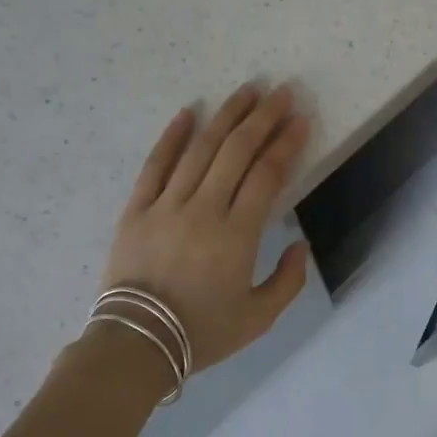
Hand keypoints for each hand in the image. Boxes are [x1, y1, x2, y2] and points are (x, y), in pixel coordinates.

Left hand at [98, 83, 310, 372]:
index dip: (286, 143)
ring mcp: (166, 206)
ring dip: (226, 116)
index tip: (300, 119)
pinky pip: (155, 165)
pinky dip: (172, 137)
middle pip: (237, 151)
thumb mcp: (259, 318)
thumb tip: (300, 243)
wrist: (136, 344)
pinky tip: (187, 112)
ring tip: (246, 91)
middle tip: (281, 92)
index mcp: (237, 235)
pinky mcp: (136, 209)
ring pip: (200, 149)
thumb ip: (289, 280)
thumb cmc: (202, 332)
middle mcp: (203, 210)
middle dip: (263, 118)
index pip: (267, 175)